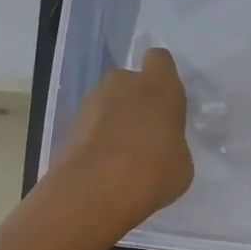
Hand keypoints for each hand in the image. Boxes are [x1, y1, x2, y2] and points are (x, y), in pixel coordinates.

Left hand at [52, 48, 194, 228]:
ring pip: (107, 102)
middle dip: (135, 100)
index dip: (162, 75)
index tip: (165, 99)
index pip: (160, 59)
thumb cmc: (154, 171)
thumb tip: (160, 146)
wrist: (96, 190)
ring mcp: (91, 102)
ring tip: (121, 155)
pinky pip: (90, 125)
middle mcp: (123, 84)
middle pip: (129, 81)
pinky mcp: (69, 125)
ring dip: (113, 120)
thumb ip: (171, 143)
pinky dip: (96, 139)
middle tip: (144, 133)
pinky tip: (103, 167)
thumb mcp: (181, 162)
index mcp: (158, 86)